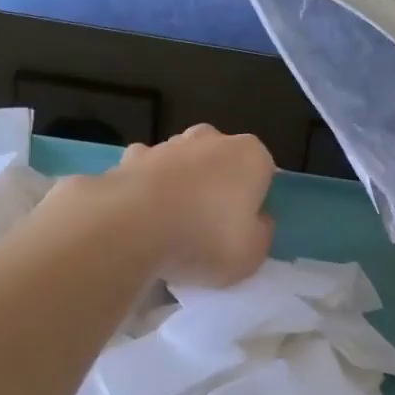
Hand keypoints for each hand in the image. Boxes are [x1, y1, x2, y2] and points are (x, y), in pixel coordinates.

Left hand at [109, 124, 276, 286]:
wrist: (131, 228)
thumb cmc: (204, 239)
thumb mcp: (252, 254)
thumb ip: (261, 233)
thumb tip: (257, 220)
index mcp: (250, 156)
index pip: (263, 170)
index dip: (254, 198)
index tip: (243, 226)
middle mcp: (212, 139)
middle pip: (222, 158)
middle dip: (218, 181)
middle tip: (210, 222)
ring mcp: (169, 144)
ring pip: (183, 160)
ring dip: (182, 181)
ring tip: (171, 223)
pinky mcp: (131, 157)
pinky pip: (147, 170)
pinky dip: (146, 185)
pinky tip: (140, 214)